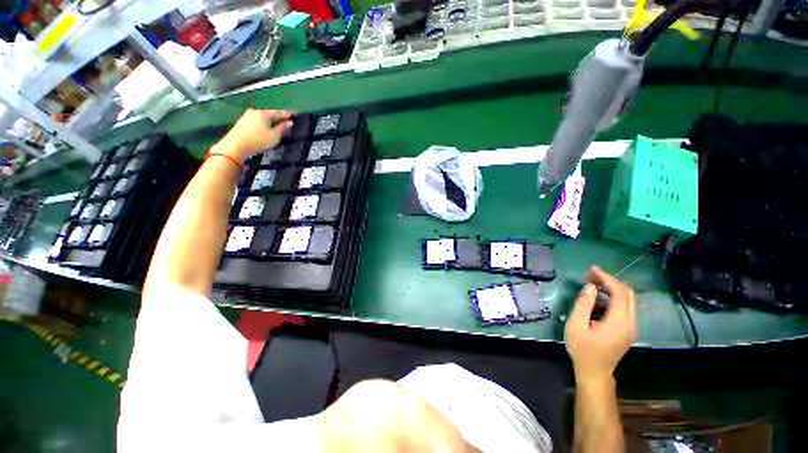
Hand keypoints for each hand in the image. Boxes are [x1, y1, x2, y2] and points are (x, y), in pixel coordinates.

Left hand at [212, 109, 292, 162]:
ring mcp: (247, 116)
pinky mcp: (242, 122)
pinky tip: (264, 126)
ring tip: (275, 123)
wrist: (236, 145)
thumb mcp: (274, 136)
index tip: (294, 114)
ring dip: (269, 119)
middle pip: (269, 113)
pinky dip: (262, 122)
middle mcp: (255, 112)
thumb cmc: (258, 140)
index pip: (278, 112)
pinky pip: (256, 120)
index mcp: (264, 113)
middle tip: (285, 119)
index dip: (286, 114)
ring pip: (261, 116)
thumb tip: (289, 122)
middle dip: (277, 116)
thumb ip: (282, 128)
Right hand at [565, 266, 636, 384]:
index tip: (591, 269)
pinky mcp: (627, 330)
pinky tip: (598, 298)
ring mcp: (631, 327)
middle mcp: (630, 323)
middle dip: (610, 281)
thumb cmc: (583, 349)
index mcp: (619, 321)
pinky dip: (613, 298)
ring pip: (628, 301)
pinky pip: (625, 308)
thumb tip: (589, 286)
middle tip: (591, 275)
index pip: (619, 292)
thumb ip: (583, 304)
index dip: (606, 278)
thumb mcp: (577, 325)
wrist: (594, 373)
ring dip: (612, 289)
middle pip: (628, 294)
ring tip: (592, 284)